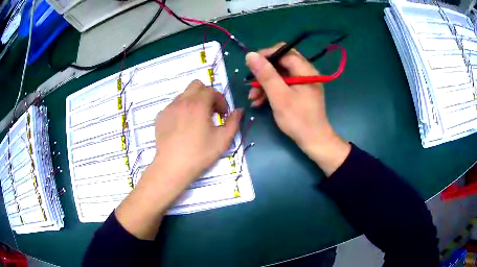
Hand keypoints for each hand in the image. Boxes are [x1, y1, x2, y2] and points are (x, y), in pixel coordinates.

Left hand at [115, 80, 241, 239]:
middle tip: (210, 111)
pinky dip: (181, 110)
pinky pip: (173, 106)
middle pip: (196, 85)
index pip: (212, 91)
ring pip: (184, 95)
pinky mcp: (160, 116)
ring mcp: (169, 108)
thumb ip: (234, 122)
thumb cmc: (199, 154)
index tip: (223, 114)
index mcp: (198, 104)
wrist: (172, 166)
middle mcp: (182, 101)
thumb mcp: (223, 140)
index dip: (221, 100)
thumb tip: (238, 111)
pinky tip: (182, 126)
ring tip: (195, 120)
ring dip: (193, 101)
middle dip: (206, 94)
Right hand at [245, 43, 349, 175]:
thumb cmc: (298, 119)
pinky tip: (259, 101)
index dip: (265, 55)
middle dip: (263, 73)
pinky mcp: (300, 92)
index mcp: (305, 70)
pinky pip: (283, 85)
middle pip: (280, 63)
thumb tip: (250, 55)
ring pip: (279, 75)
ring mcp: (303, 83)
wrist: (313, 141)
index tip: (250, 66)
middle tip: (250, 83)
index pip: (283, 51)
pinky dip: (271, 91)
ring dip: (264, 84)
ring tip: (252, 98)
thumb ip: (265, 74)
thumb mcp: (279, 96)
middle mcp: (305, 72)